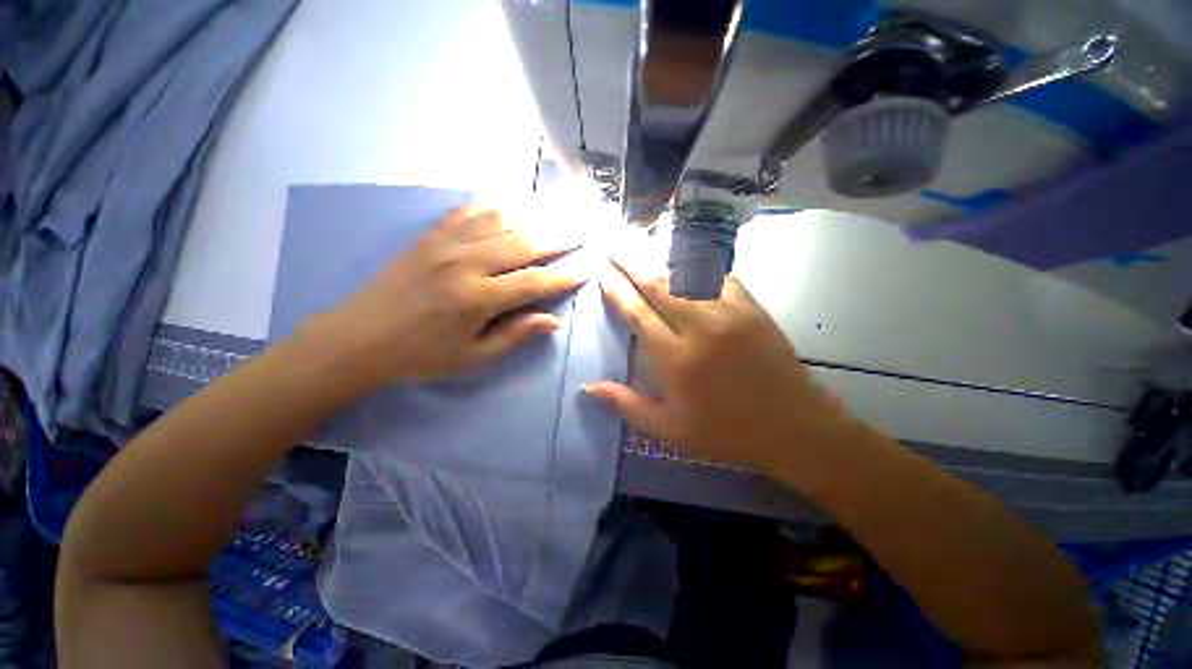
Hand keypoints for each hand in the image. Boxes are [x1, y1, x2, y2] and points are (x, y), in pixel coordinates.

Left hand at [301, 205, 583, 396]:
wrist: (359, 337)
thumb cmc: (420, 355)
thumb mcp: (472, 358)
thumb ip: (514, 337)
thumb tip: (553, 321)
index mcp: (477, 299)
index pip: (534, 282)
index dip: (564, 275)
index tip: (588, 267)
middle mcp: (466, 263)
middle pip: (523, 243)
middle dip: (559, 237)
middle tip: (584, 229)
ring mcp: (446, 244)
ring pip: (501, 221)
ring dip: (534, 215)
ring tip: (560, 210)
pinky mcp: (430, 236)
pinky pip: (468, 211)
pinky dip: (495, 204)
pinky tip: (512, 200)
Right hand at [586, 259, 853, 476]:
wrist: (794, 426)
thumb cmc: (726, 432)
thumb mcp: (669, 429)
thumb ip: (626, 405)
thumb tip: (588, 387)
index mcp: (676, 359)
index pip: (637, 313)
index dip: (617, 291)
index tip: (603, 274)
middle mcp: (700, 327)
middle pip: (658, 284)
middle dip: (632, 261)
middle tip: (614, 245)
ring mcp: (730, 312)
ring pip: (687, 272)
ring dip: (660, 255)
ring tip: (641, 240)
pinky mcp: (753, 306)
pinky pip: (718, 275)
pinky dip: (698, 263)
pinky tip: (684, 255)